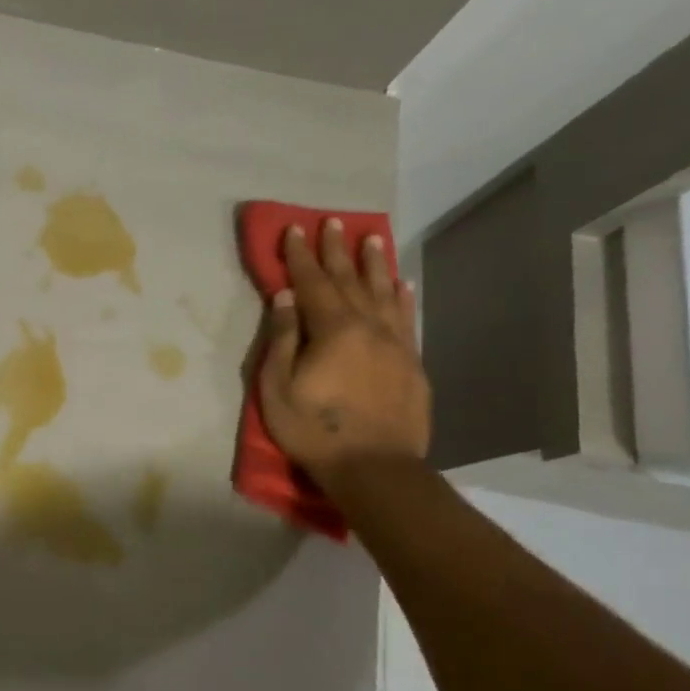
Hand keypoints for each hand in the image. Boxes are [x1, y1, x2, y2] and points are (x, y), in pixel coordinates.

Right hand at [258, 219, 430, 488]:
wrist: (375, 468)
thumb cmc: (314, 429)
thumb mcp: (278, 387)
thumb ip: (283, 339)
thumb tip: (285, 298)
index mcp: (333, 330)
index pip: (313, 284)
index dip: (300, 256)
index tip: (293, 229)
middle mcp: (369, 327)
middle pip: (350, 281)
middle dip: (338, 251)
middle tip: (334, 222)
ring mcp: (395, 345)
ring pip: (385, 294)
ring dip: (376, 265)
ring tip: (373, 238)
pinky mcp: (411, 364)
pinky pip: (407, 319)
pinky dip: (403, 298)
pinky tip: (403, 284)